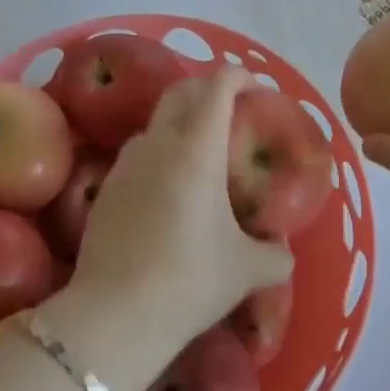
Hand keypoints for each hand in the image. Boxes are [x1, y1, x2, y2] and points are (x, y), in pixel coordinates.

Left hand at [67, 66, 292, 355]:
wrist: (115, 313)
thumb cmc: (190, 280)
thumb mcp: (247, 270)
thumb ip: (275, 254)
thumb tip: (282, 249)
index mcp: (198, 150)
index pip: (217, 87)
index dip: (238, 76)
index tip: (255, 89)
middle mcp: (159, 144)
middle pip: (180, 92)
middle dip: (207, 89)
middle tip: (230, 111)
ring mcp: (126, 163)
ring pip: (156, 123)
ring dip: (180, 124)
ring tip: (201, 155)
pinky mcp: (106, 187)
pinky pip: (138, 155)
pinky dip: (159, 155)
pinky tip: (169, 191)